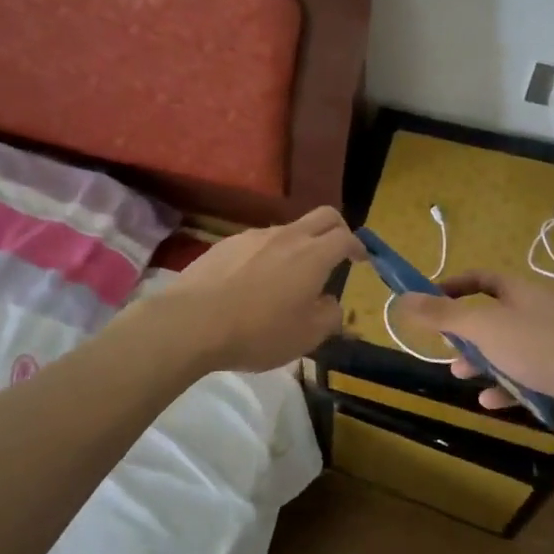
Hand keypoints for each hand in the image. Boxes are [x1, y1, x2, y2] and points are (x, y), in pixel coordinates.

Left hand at [152, 206, 363, 373]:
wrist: (192, 322)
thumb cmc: (257, 332)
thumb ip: (329, 316)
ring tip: (290, 276)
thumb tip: (331, 303)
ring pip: (288, 230)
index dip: (359, 246)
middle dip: (337, 229)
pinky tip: (254, 282)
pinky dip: (267, 255)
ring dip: (299, 245)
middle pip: (322, 216)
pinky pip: (258, 242)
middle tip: (338, 252)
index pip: (346, 236)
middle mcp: (287, 236)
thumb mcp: (305, 337)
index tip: (361, 259)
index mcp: (313, 255)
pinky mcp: (226, 244)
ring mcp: (253, 236)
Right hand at [395, 271, 553, 433]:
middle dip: (465, 332)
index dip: (454, 286)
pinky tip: (489, 403)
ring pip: (507, 349)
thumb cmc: (538, 347)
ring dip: (482, 362)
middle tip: (445, 347)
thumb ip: (442, 314)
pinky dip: (506, 387)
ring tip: (461, 376)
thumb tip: (403, 298)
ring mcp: (551, 344)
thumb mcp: (482, 328)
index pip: (481, 278)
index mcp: (519, 293)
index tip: (430, 300)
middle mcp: (535, 313)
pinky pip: (526, 377)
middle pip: (492, 315)